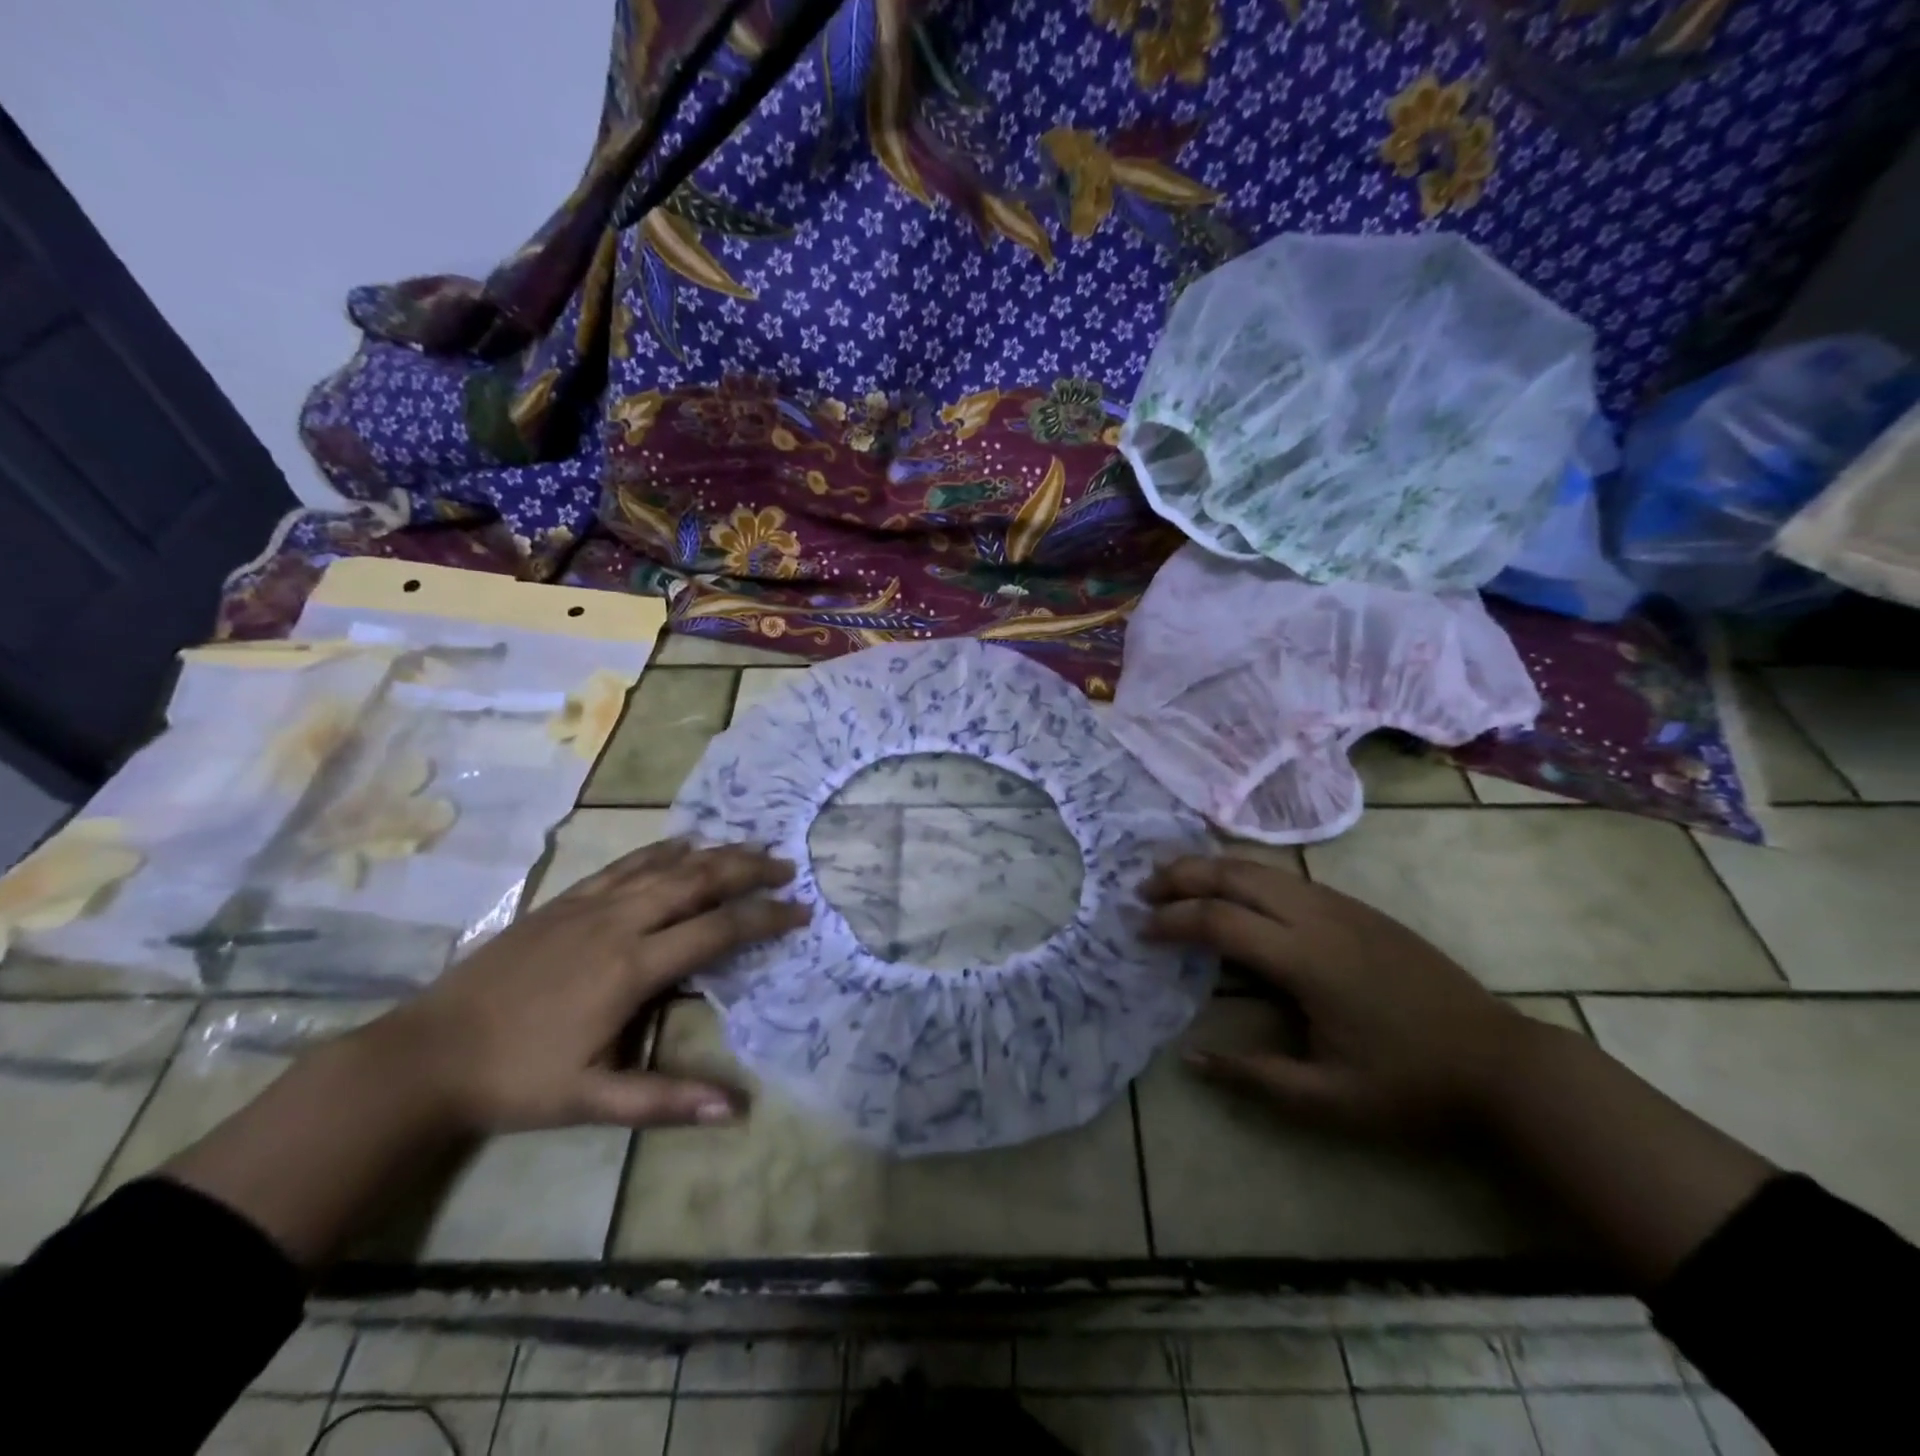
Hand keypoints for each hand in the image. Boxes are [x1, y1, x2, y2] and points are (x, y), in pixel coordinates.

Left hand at [373, 839, 807, 1134]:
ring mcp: (589, 906)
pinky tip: (683, 842)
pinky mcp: (564, 901)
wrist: (424, 1055)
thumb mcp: (591, 1101)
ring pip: (666, 867)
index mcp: (631, 968)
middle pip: (698, 882)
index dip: (765, 918)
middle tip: (787, 866)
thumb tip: (738, 1110)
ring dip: (715, 854)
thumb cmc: (514, 1080)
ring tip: (751, 846)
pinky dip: (662, 850)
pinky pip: (625, 865)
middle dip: (748, 871)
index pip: (716, 931)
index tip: (802, 911)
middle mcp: (619, 924)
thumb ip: (666, 1101)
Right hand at [1141, 855, 1535, 1137]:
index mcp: (1305, 959)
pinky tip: (1232, 889)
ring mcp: (1340, 904)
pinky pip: (1285, 875)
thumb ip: (1255, 1077)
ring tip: (1174, 880)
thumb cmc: (1412, 1085)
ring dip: (1210, 868)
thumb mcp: (1330, 1100)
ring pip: (1260, 867)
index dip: (1172, 921)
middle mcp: (1316, 916)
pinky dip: (1243, 873)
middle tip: (1143, 890)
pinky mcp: (1356, 906)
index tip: (1141, 931)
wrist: (1501, 1062)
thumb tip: (1190, 1057)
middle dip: (1181, 876)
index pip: (1219, 920)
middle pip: (1233, 875)